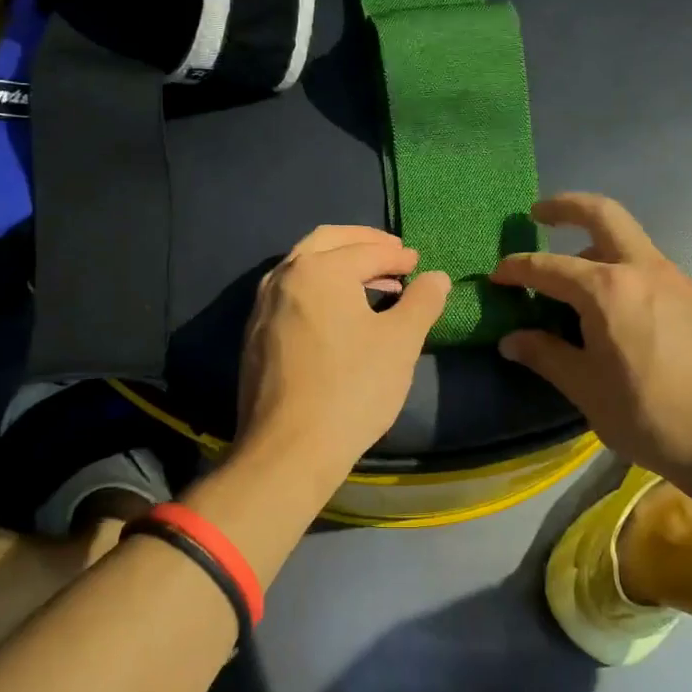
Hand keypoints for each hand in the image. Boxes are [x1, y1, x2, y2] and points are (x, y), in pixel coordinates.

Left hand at [237, 225, 450, 477]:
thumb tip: (436, 277)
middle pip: (327, 242)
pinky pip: (291, 293)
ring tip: (372, 282)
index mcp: (319, 269)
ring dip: (339, 264)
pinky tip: (339, 312)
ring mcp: (263, 304)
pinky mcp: (255, 333)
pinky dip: (319, 287)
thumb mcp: (400, 342)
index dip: (397, 256)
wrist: (288, 449)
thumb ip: (422, 302)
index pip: (366, 250)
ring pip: (304, 266)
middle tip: (392, 253)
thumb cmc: (352, 388)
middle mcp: (284, 276)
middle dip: (362, 243)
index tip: (417, 264)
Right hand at [490, 194, 691, 481]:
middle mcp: (641, 269)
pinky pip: (644, 261)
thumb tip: (511, 340)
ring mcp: (672, 278)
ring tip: (569, 270)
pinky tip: (608, 299)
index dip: (517, 269)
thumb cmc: (651, 415)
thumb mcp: (586, 390)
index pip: (548, 267)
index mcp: (608, 290)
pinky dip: (617, 262)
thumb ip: (546, 356)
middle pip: (602, 213)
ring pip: (627, 237)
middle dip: (566, 206)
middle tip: (538, 213)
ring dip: (593, 238)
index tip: (496, 276)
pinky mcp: (690, 295)